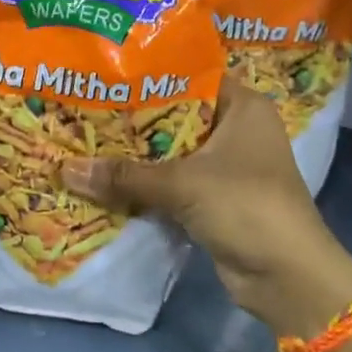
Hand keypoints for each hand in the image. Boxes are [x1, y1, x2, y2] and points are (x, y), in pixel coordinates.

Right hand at [61, 82, 351, 335]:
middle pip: (174, 114)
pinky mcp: (214, 197)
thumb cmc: (246, 207)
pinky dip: (145, 182)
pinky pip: (171, 180)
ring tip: (85, 137)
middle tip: (84, 104)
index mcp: (242, 105)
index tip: (105, 72)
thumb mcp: (182, 184)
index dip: (147, 74)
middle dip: (132, 117)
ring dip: (135, 153)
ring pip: (170, 150)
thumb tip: (64, 169)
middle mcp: (236, 128)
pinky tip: (105, 177)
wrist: (288, 278)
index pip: (188, 75)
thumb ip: (124, 175)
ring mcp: (226, 165)